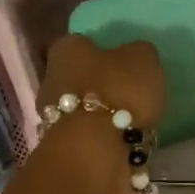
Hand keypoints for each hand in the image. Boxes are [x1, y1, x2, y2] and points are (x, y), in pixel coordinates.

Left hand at [36, 35, 165, 193]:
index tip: (124, 65)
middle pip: (79, 78)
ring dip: (102, 116)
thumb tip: (135, 57)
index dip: (105, 52)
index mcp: (67, 49)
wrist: (95, 150)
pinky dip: (102, 139)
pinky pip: (87, 136)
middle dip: (101, 87)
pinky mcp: (62, 147)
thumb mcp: (143, 59)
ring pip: (82, 109)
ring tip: (131, 125)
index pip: (83, 43)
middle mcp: (51, 78)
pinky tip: (122, 144)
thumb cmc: (118, 92)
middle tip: (129, 96)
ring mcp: (52, 116)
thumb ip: (139, 53)